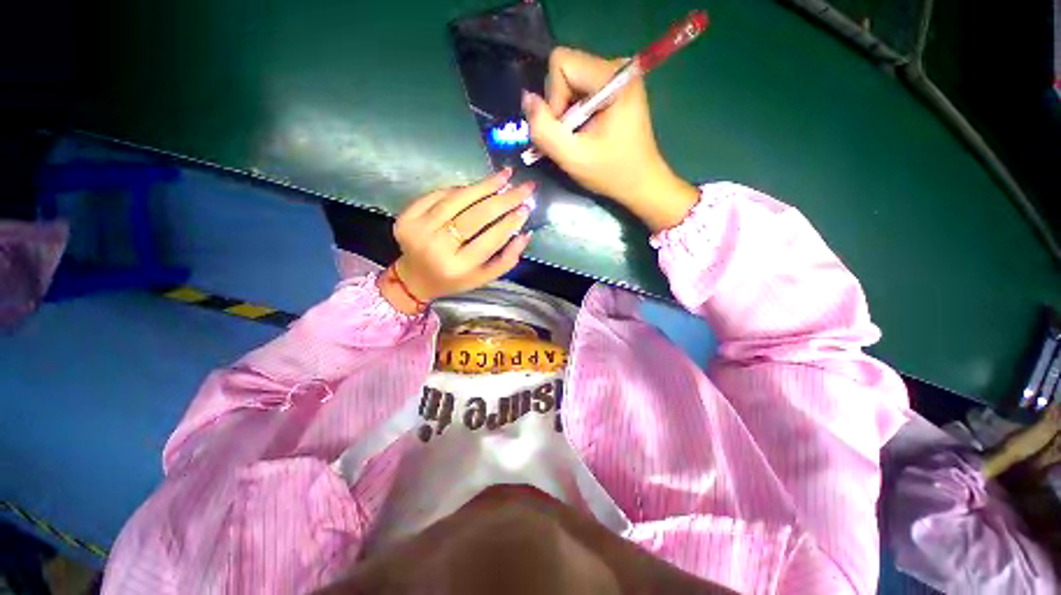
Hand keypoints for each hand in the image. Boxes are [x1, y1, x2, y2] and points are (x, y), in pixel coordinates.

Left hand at [380, 169, 533, 313]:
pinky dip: (461, 188)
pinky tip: (478, 186)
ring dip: (484, 186)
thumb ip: (507, 259)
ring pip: (456, 200)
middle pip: (475, 217)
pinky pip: (439, 195)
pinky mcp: (406, 217)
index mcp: (458, 267)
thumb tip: (525, 234)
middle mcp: (436, 248)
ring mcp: (418, 230)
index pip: (490, 240)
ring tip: (505, 175)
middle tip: (525, 187)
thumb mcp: (484, 277)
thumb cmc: (455, 279)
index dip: (510, 222)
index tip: (527, 207)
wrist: (415, 278)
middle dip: (504, 199)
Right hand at [522, 47, 699, 231]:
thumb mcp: (572, 157)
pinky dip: (575, 112)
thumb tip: (527, 99)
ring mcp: (617, 76)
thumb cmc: (611, 173)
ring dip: (566, 111)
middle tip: (572, 136)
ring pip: (570, 80)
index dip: (553, 98)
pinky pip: (580, 89)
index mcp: (614, 77)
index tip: (566, 130)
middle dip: (559, 105)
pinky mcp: (615, 88)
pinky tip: (586, 132)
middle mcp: (617, 66)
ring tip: (580, 137)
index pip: (561, 63)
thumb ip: (544, 129)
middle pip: (565, 69)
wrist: (641, 183)